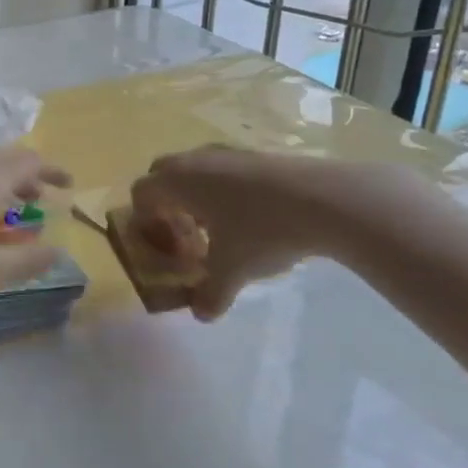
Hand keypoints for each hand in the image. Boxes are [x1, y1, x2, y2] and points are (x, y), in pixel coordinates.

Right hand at [130, 146, 429, 319]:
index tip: (168, 249)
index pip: (142, 194)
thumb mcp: (232, 270)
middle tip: (186, 237)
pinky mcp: (257, 154)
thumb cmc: (262, 231)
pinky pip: (224, 170)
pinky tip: (253, 219)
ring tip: (221, 231)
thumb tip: (201, 314)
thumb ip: (210, 294)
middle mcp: (196, 160)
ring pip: (196, 171)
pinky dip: (224, 192)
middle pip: (163, 175)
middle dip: (166, 206)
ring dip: (197, 198)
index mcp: (178, 181)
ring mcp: (228, 152)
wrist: (325, 199)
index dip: (145, 223)